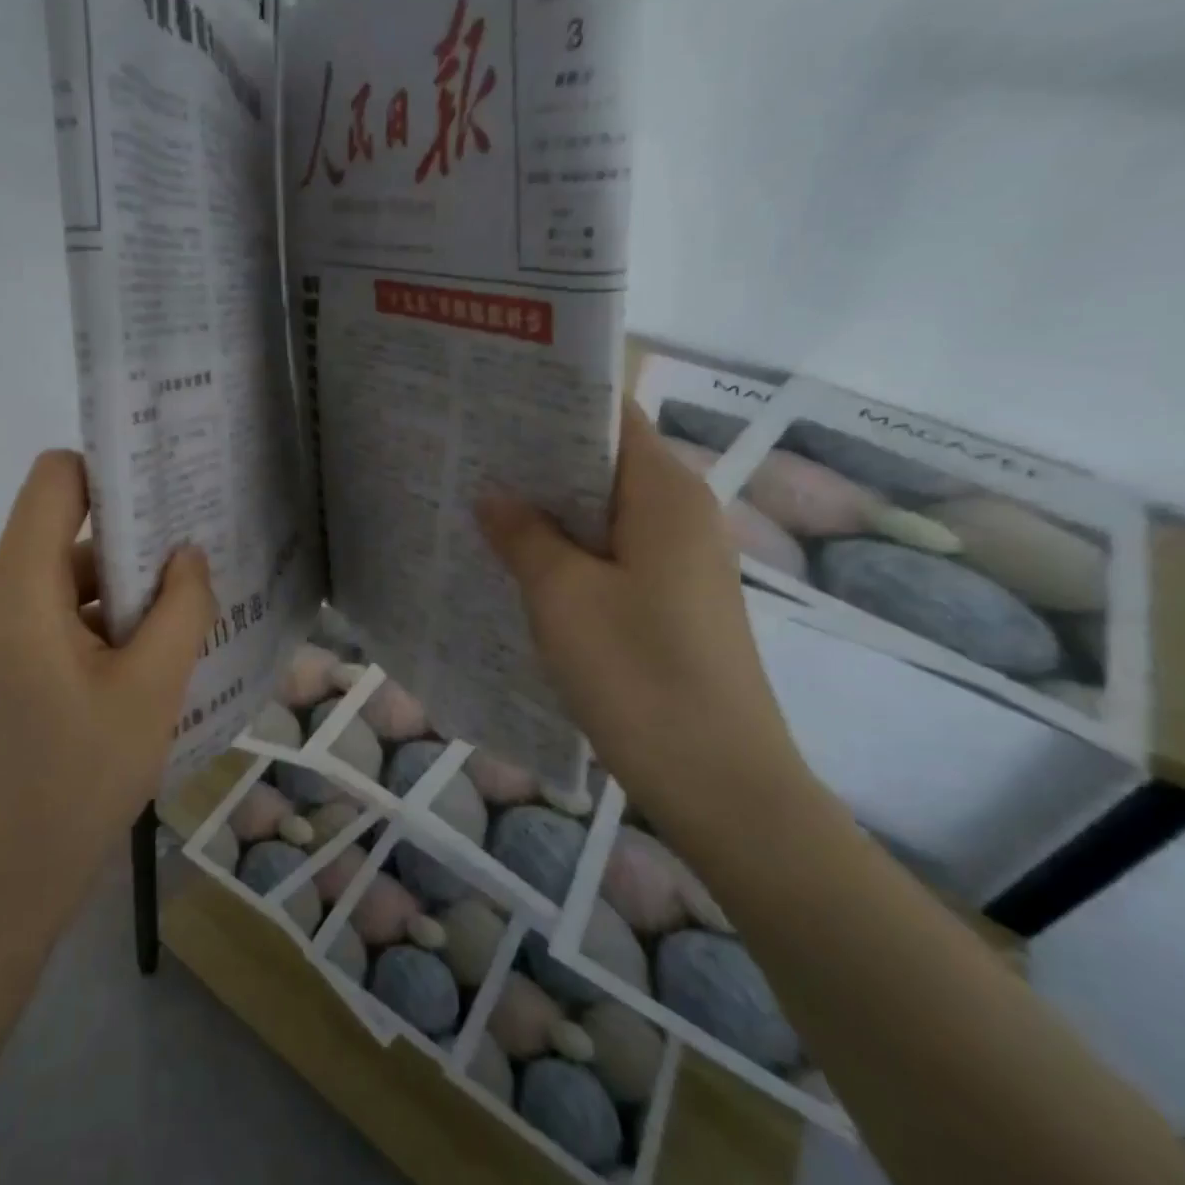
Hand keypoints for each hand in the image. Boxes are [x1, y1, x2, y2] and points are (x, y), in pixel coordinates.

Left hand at [0, 450, 214, 953]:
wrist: (1, 879)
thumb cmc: (79, 780)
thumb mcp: (152, 689)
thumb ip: (181, 608)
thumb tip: (188, 555)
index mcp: (16, 589)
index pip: (54, 480)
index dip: (110, 473)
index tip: (166, 497)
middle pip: (59, 529)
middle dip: (128, 542)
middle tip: (193, 563)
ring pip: (56, 576)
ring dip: (115, 591)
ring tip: (177, 621)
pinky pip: (43, 613)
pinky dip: (91, 621)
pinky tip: (138, 661)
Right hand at [475, 403, 812, 844]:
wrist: (719, 781)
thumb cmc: (638, 673)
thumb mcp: (562, 595)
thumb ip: (523, 534)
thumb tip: (493, 493)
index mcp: (664, 493)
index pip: (609, 418)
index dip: (551, 404)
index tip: (489, 403)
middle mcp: (680, 514)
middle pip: (602, 464)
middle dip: (537, 458)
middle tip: (466, 452)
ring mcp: (678, 561)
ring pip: (602, 514)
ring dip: (546, 509)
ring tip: (476, 501)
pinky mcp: (669, 601)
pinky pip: (609, 554)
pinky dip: (564, 549)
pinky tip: (514, 563)